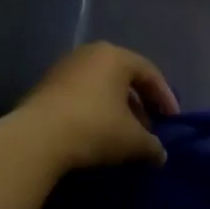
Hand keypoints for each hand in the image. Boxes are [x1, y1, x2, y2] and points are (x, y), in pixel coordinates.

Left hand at [14, 42, 178, 172]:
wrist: (36, 138)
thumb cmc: (95, 128)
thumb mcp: (132, 140)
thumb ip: (152, 145)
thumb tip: (160, 154)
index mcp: (116, 57)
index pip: (150, 73)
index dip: (165, 97)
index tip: (173, 120)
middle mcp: (91, 53)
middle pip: (124, 77)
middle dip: (140, 103)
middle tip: (148, 127)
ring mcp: (65, 67)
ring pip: (101, 85)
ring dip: (116, 107)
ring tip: (123, 133)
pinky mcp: (46, 84)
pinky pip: (80, 93)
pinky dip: (94, 109)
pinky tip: (96, 132)